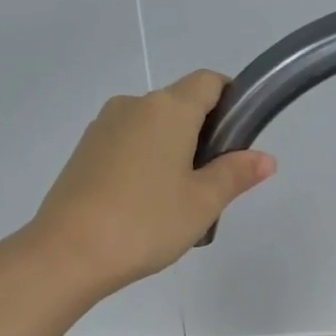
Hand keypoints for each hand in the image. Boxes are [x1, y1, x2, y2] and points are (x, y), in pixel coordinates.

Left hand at [30, 71, 275, 293]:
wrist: (69, 252)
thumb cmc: (146, 222)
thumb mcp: (203, 202)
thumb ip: (236, 174)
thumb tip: (266, 158)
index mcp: (168, 109)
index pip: (209, 82)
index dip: (231, 102)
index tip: (239, 140)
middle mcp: (133, 106)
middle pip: (180, 107)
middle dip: (202, 137)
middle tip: (211, 187)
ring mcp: (103, 127)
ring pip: (152, 129)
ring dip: (172, 153)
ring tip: (175, 204)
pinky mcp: (83, 152)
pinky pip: (127, 146)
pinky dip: (144, 164)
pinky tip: (143, 207)